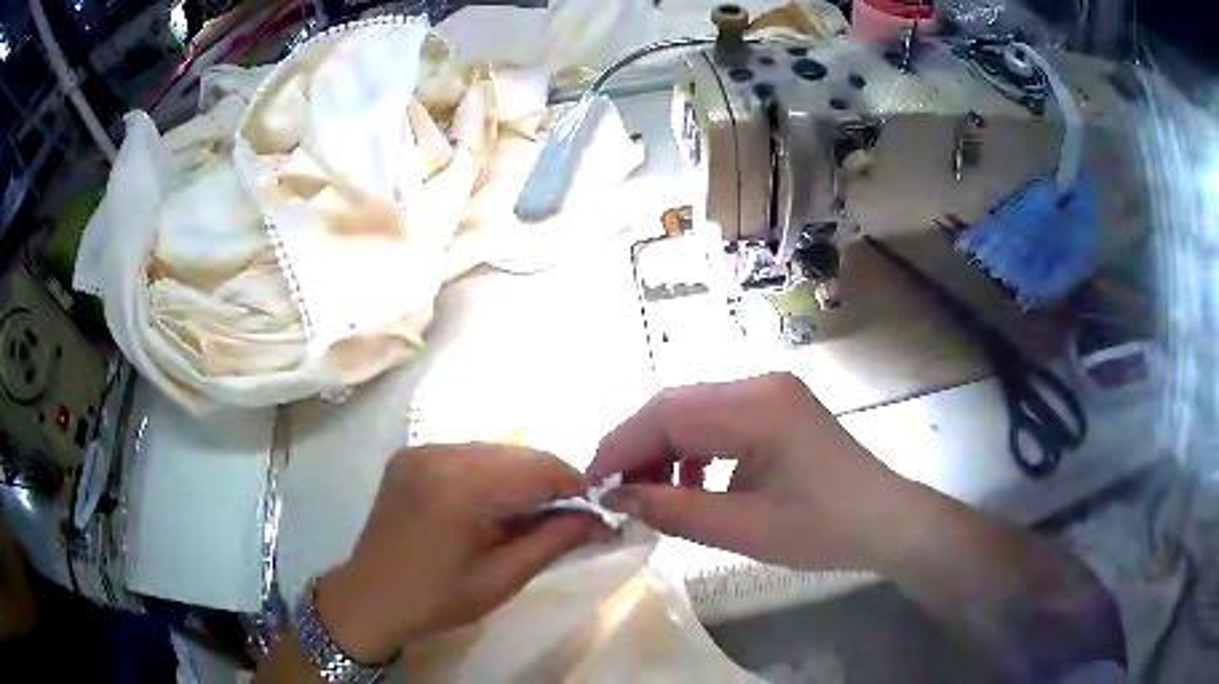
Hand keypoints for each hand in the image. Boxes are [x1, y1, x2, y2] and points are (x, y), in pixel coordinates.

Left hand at [314, 444, 602, 663]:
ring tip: (528, 515)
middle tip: (565, 519)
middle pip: (517, 454)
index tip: (594, 514)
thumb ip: (552, 542)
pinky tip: (491, 506)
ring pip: (494, 451)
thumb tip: (597, 519)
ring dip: (520, 477)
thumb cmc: (438, 598)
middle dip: (549, 482)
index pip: (539, 469)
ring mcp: (421, 450)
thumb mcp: (502, 579)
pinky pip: (467, 455)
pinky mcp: (411, 455)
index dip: (575, 487)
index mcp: (461, 487)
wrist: (372, 597)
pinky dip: (491, 475)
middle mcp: (440, 454)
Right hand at [588, 373, 914, 570]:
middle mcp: (761, 385)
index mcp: (760, 408)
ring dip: (662, 449)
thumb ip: (676, 511)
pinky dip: (691, 450)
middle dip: (637, 447)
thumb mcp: (746, 530)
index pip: (668, 414)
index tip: (593, 484)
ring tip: (649, 495)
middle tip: (614, 492)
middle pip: (676, 405)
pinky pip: (716, 420)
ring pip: (693, 411)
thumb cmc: (826, 531)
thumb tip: (616, 497)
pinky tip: (690, 484)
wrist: (887, 522)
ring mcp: (770, 392)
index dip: (622, 446)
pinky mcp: (775, 407)